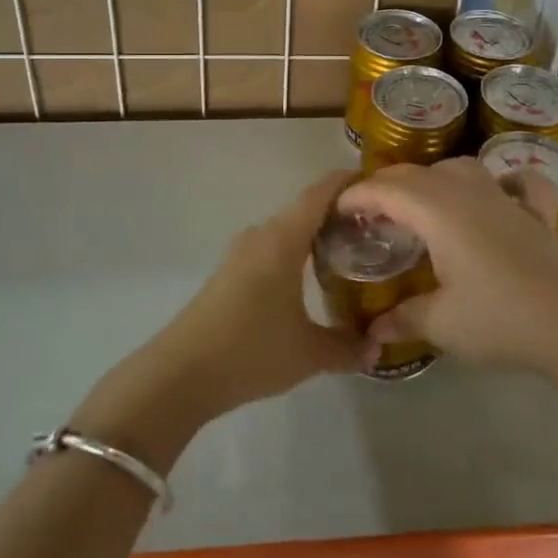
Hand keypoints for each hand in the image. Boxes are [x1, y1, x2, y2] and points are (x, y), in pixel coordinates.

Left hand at [79, 171, 360, 460]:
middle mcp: (261, 236)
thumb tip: (377, 348)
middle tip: (374, 229)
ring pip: (286, 232)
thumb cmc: (251, 350)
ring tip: (348, 254)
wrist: (180, 374)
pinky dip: (294, 255)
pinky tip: (309, 281)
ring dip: (314, 237)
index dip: (347, 182)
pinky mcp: (228, 274)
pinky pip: (270, 250)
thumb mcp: (309, 353)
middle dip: (338, 214)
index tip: (377, 185)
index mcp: (283, 239)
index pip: (320, 193)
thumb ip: (347, 347)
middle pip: (305, 210)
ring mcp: (240, 254)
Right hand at [337, 158, 557, 384]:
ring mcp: (506, 199)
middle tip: (370, 210)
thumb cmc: (498, 319)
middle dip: (388, 184)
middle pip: (418, 173)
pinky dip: (504, 182)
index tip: (337, 207)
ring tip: (422, 202)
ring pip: (462, 168)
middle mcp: (468, 193)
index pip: (387, 189)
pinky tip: (502, 193)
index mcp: (438, 211)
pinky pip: (519, 183)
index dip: (357, 194)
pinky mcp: (537, 215)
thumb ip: (403, 319)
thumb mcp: (441, 324)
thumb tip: (373, 331)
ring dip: (434, 178)